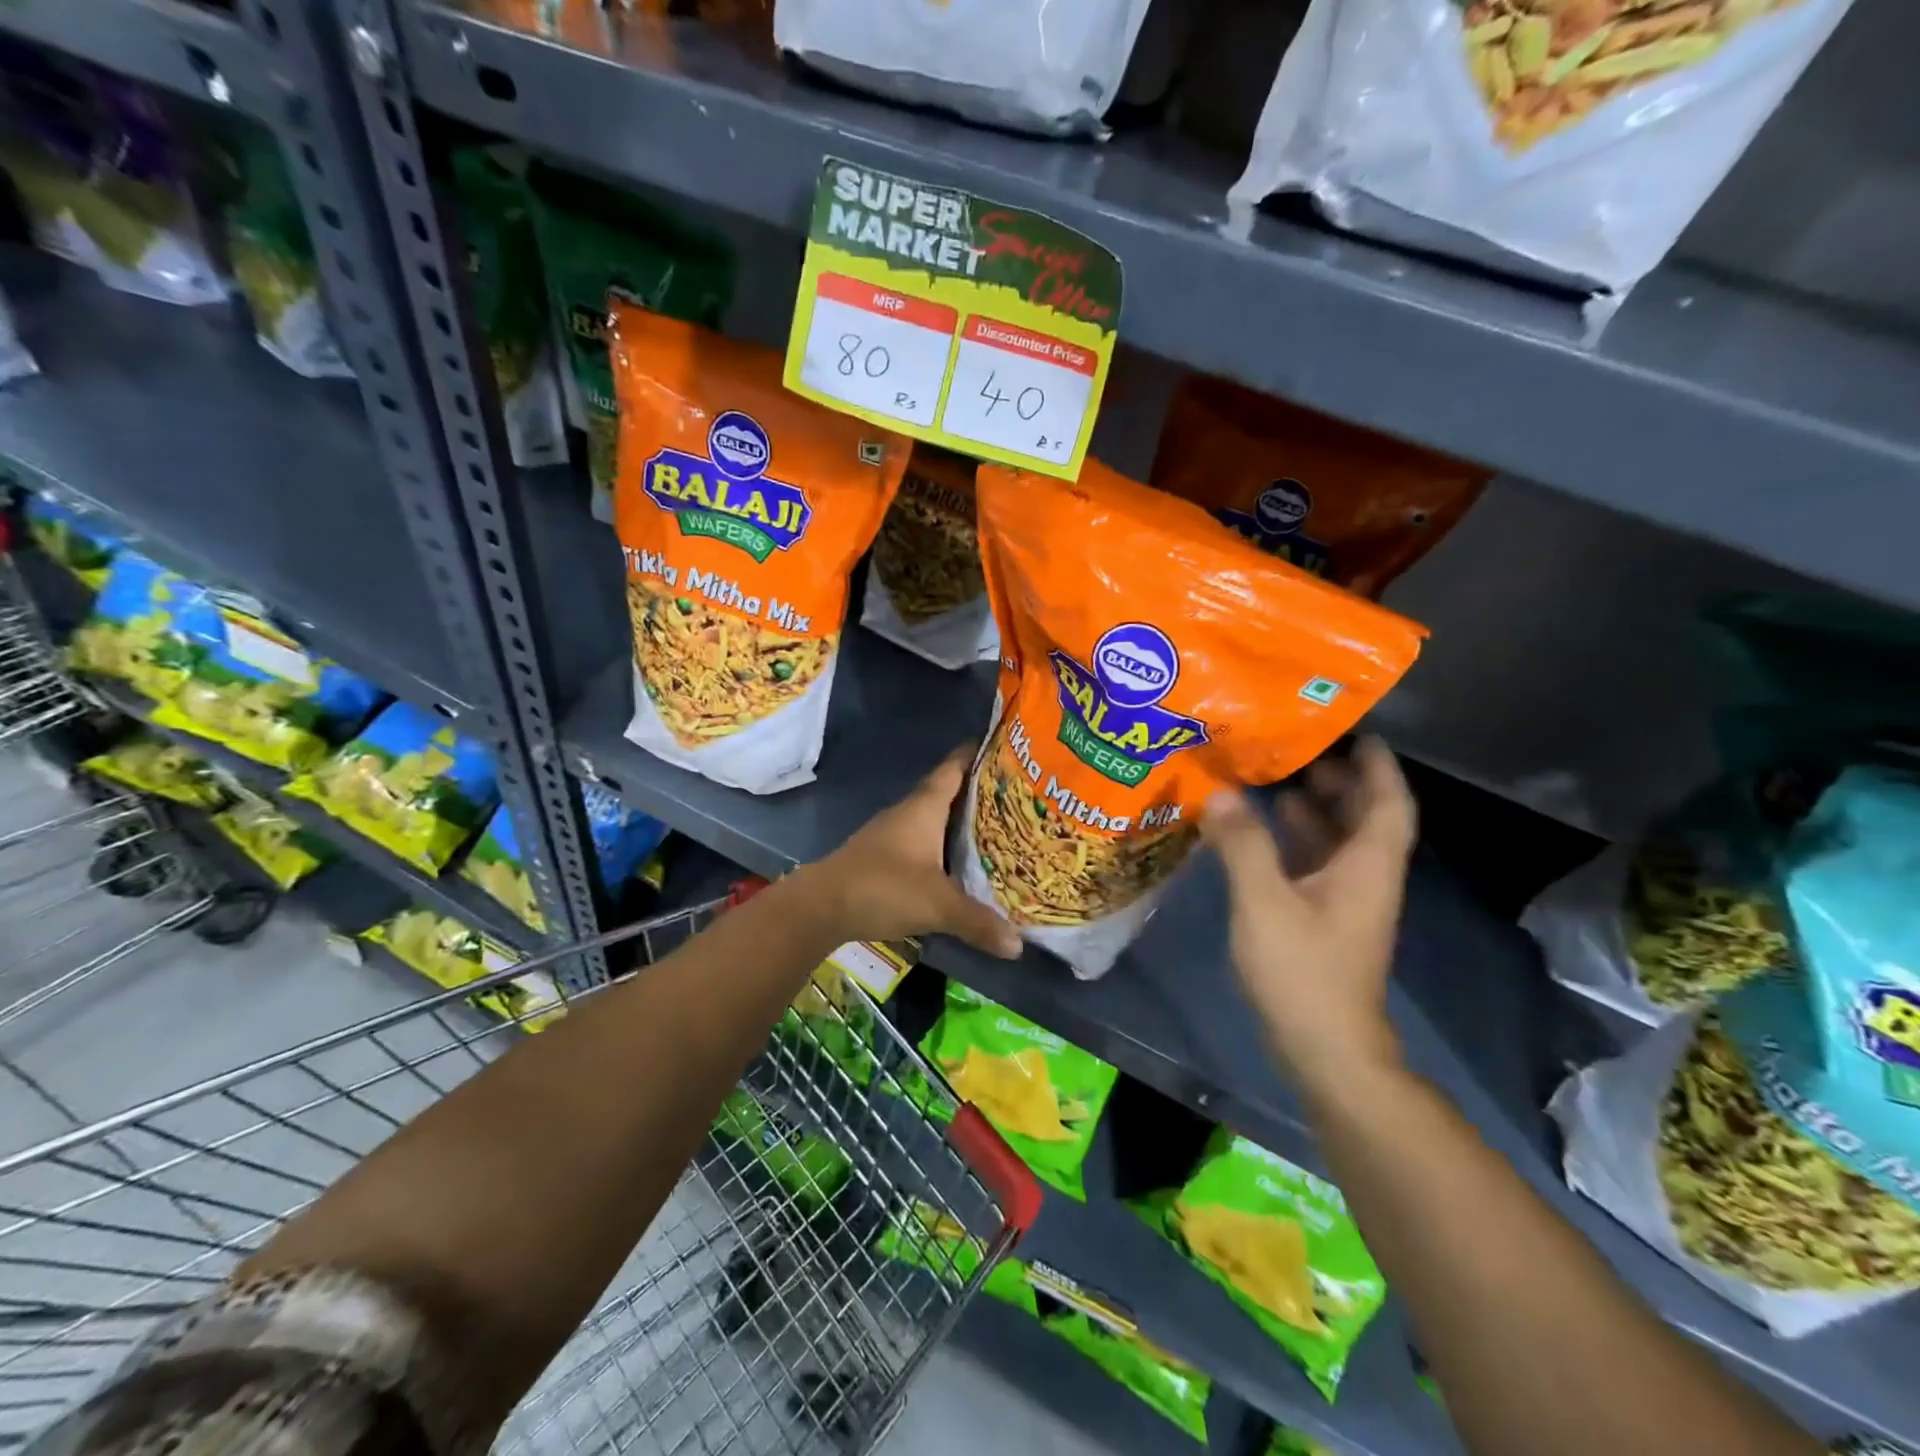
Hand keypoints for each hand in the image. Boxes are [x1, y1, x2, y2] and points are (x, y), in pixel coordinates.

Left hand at [808, 745, 1022, 958]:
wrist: (821, 906)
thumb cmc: (883, 887)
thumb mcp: (937, 905)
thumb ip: (978, 922)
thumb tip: (1018, 945)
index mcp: (924, 807)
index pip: (954, 767)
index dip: (977, 753)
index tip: (1005, 744)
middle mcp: (909, 812)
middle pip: (948, 791)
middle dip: (980, 791)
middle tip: (1018, 795)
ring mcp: (893, 833)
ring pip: (934, 817)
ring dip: (961, 820)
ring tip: (999, 827)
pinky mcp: (883, 855)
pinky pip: (923, 840)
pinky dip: (943, 844)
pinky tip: (959, 861)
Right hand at [1202, 737, 1415, 1087]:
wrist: (1325, 1047)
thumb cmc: (1303, 970)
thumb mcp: (1265, 902)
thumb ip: (1242, 845)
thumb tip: (1220, 794)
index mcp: (1366, 866)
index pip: (1388, 803)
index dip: (1378, 766)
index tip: (1357, 732)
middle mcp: (1364, 877)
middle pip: (1363, 818)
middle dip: (1339, 780)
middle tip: (1299, 749)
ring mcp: (1344, 902)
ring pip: (1337, 842)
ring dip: (1314, 809)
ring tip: (1275, 779)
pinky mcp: (1323, 921)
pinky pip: (1314, 864)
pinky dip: (1293, 841)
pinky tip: (1259, 831)